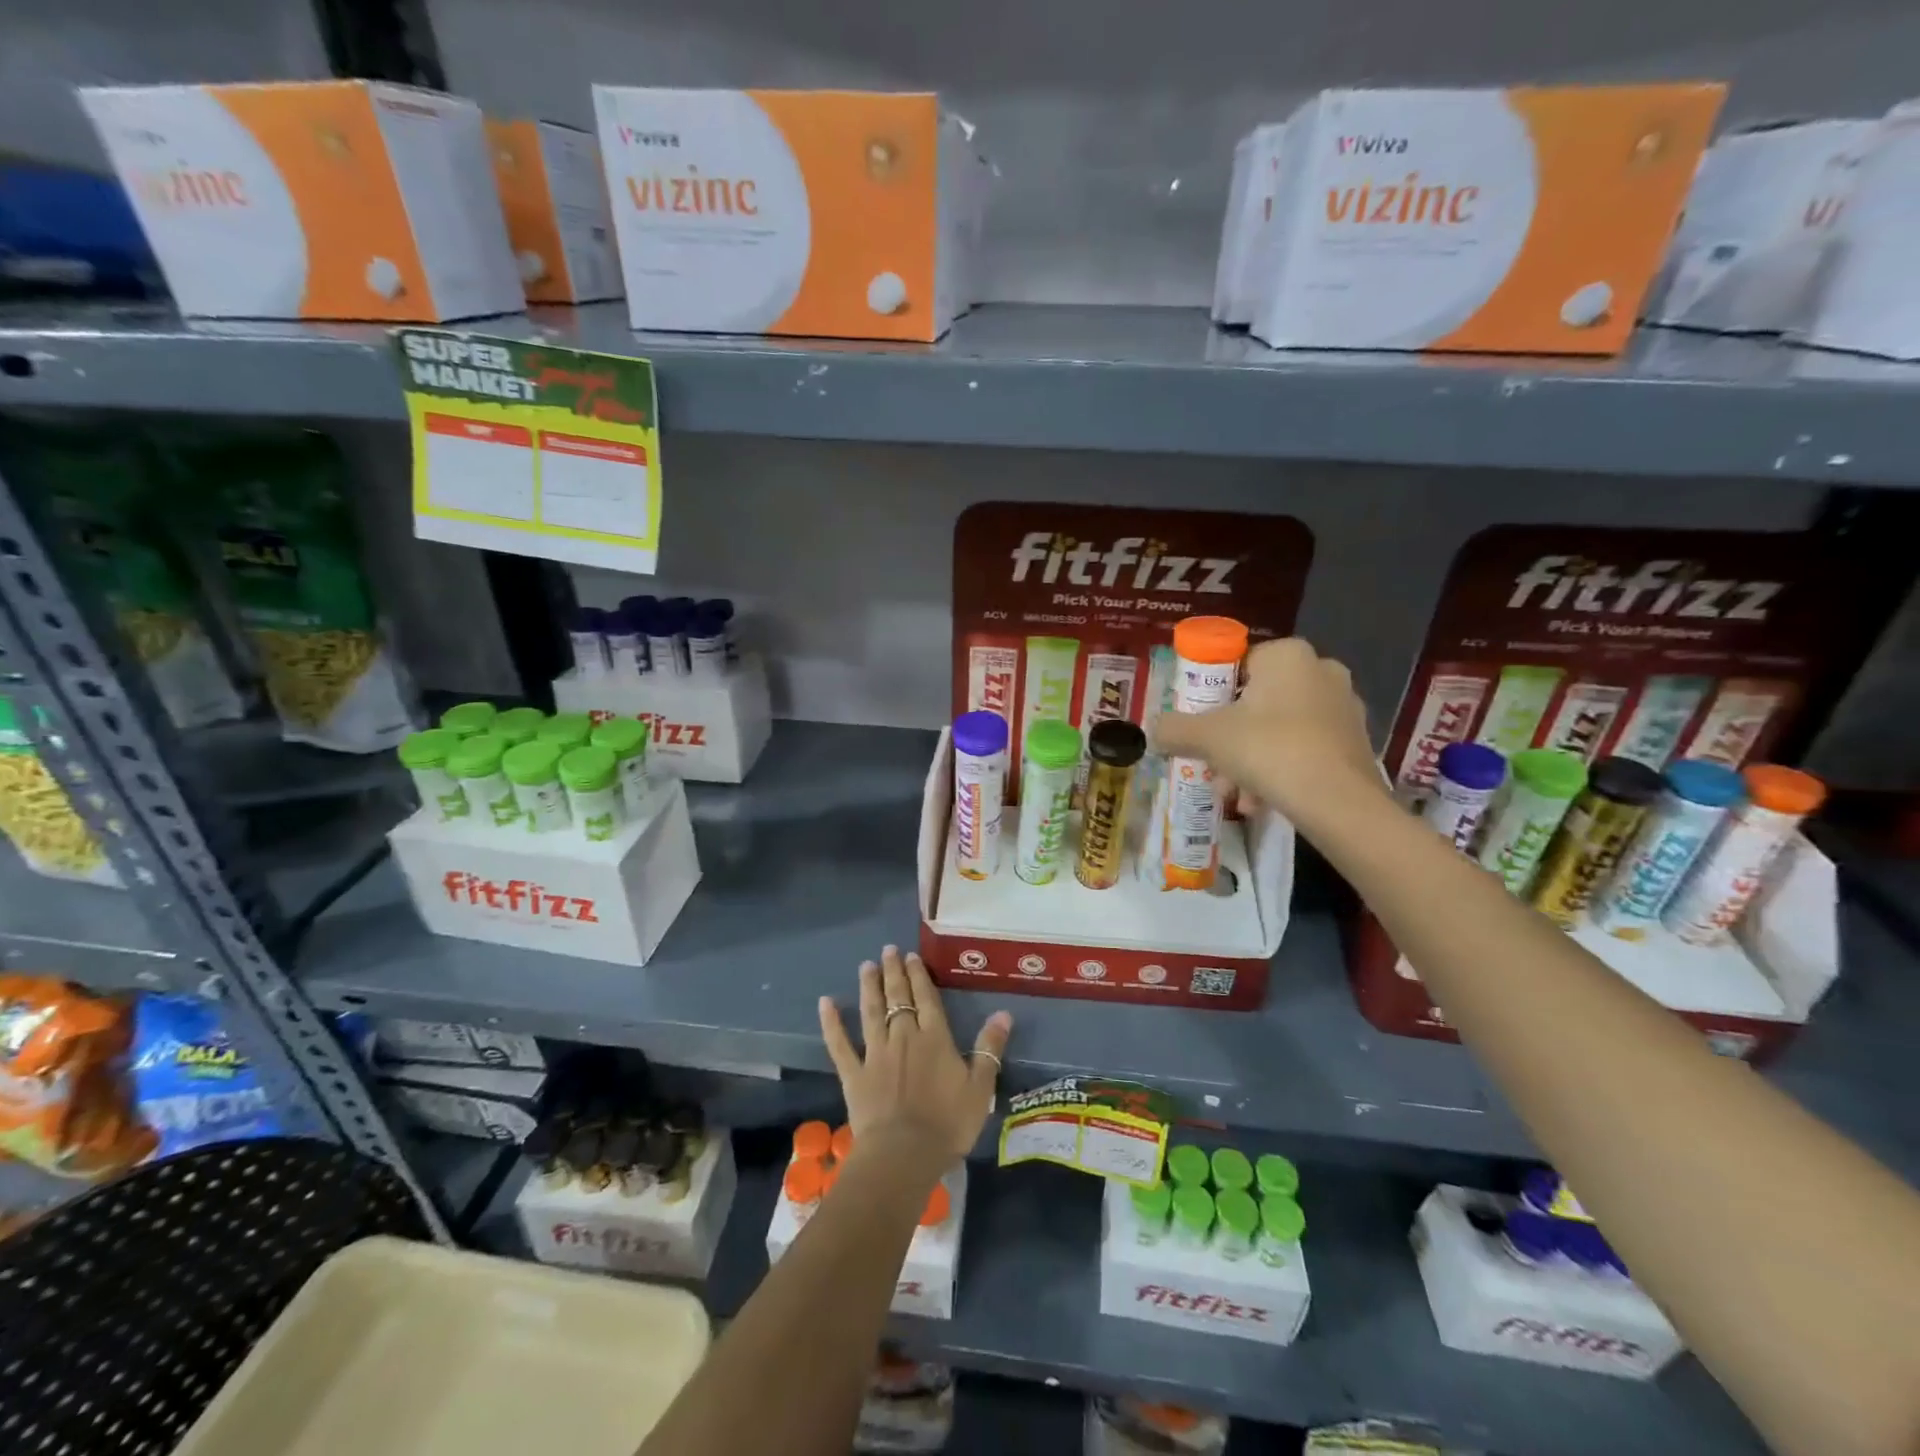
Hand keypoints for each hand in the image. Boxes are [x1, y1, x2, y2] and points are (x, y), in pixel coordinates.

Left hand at [819, 946, 1012, 1163]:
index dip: (919, 976)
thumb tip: (1004, 1013)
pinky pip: (840, 1044)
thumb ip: (989, 1048)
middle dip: (893, 972)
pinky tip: (825, 1003)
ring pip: (871, 1011)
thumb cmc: (948, 1124)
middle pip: (897, 997)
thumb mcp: (981, 1088)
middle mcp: (903, 1036)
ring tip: (866, 965)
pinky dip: (832, 1023)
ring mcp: (875, 1053)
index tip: (911, 956)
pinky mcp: (854, 1074)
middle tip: (888, 949)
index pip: (926, 998)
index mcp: (934, 1038)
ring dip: (869, 986)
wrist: (904, 1154)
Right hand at [1152, 637, 1383, 826]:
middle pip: (1257, 702)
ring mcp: (1344, 706)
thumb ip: (1175, 729)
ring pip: (1279, 730)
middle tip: (1212, 767)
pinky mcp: (1356, 741)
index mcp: (1287, 655)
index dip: (1211, 697)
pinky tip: (1261, 802)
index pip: (1236, 665)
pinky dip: (1280, 770)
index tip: (1200, 728)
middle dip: (1230, 739)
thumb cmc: (1269, 750)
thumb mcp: (1206, 737)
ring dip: (1251, 760)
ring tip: (1236, 796)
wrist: (1338, 801)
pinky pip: (1305, 749)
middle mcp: (1321, 670)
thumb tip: (1154, 730)